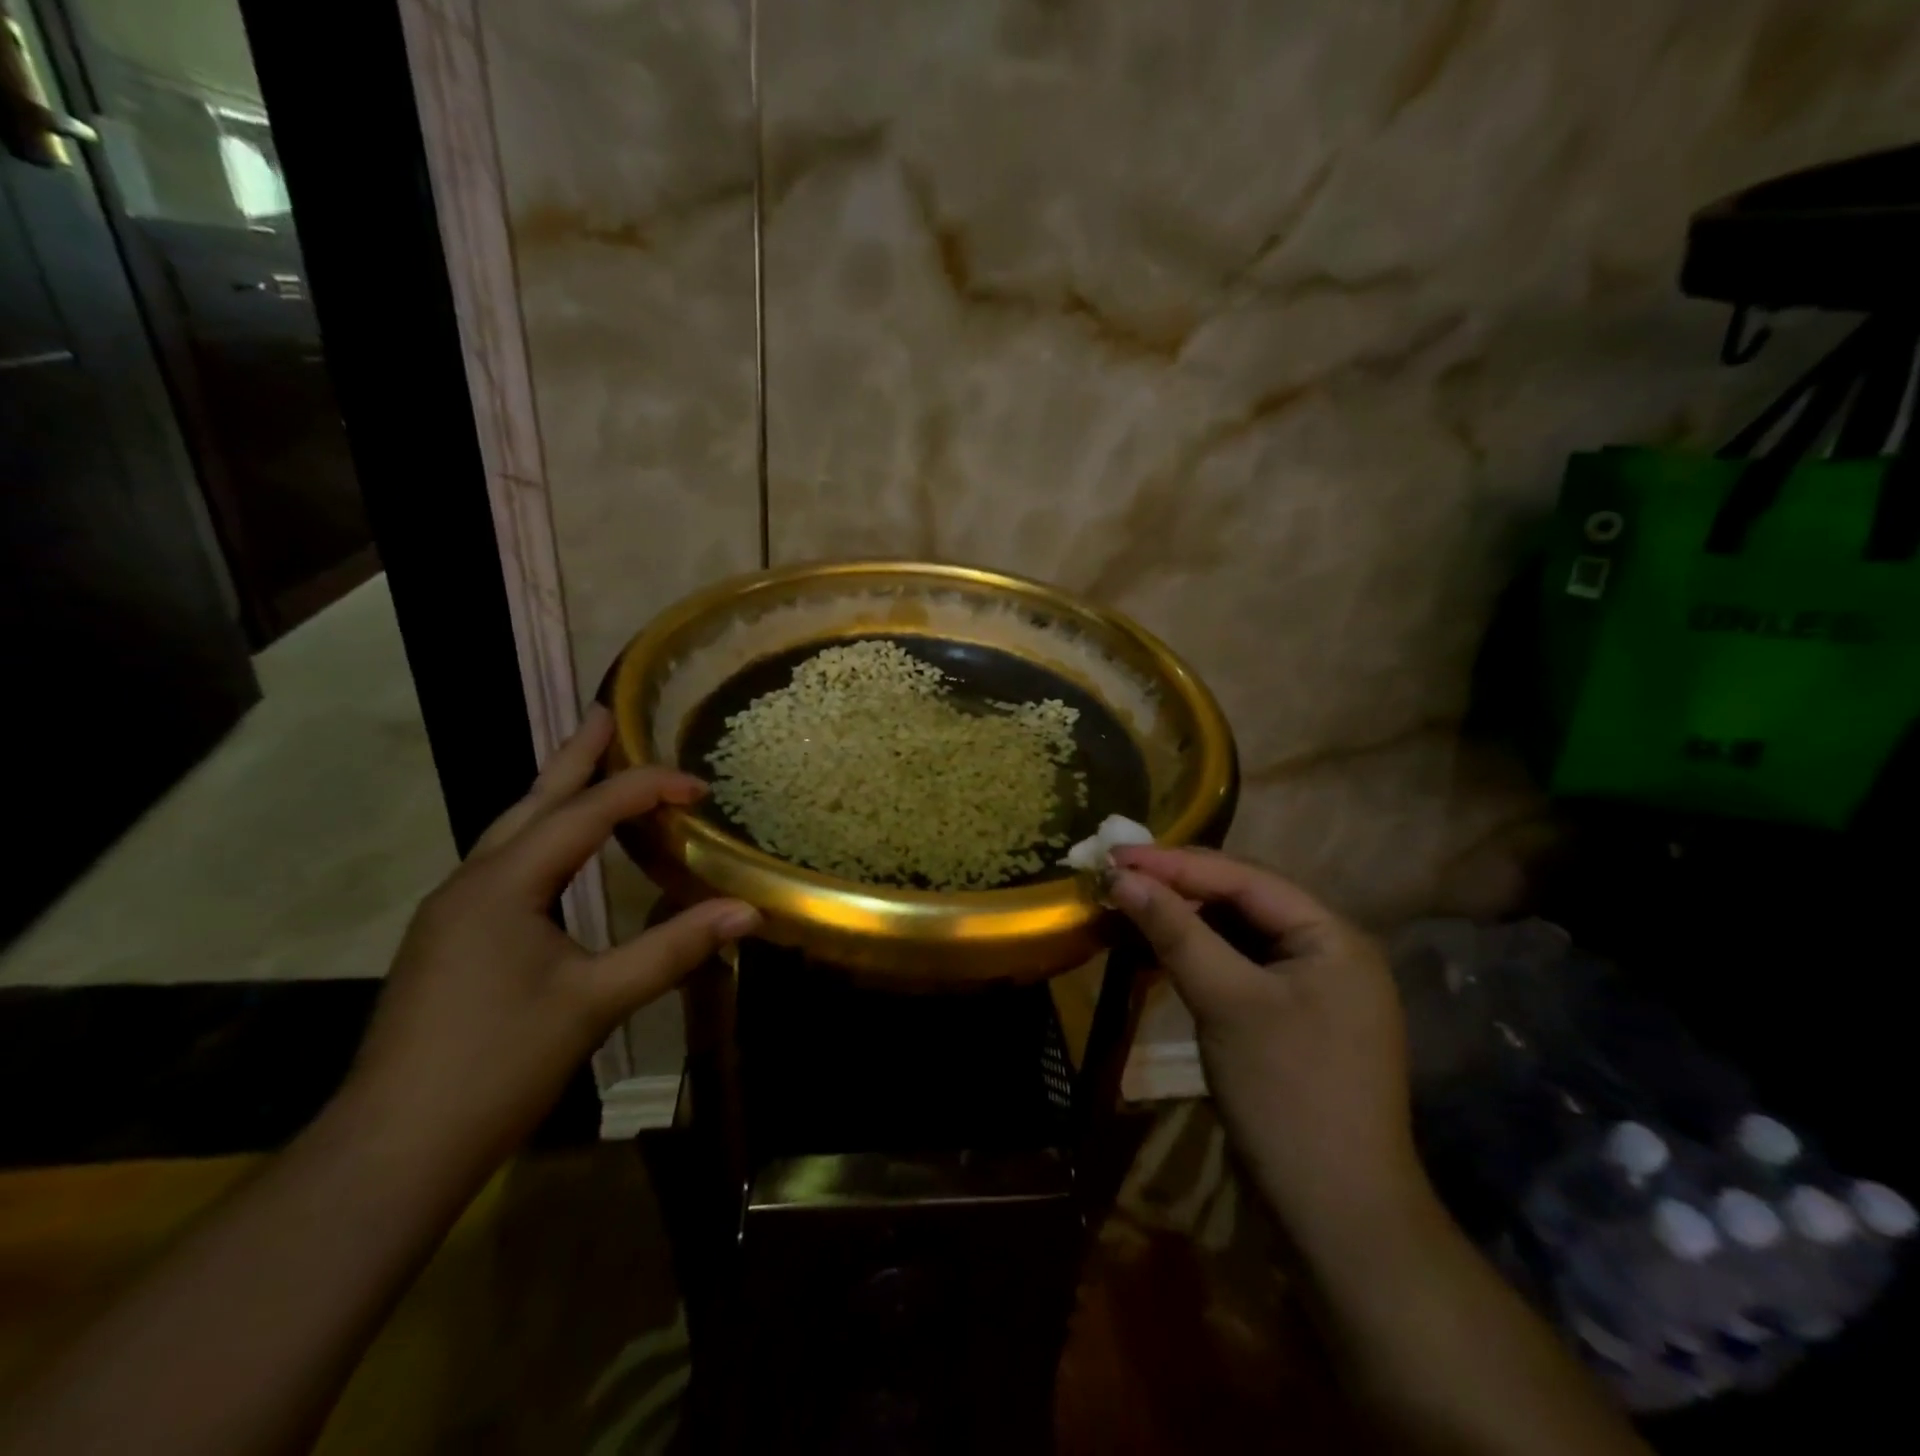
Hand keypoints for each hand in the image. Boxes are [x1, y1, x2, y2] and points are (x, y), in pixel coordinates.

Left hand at [344, 706, 759, 1172]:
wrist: (392, 1148)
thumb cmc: (497, 1064)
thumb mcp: (595, 1001)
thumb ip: (673, 948)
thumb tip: (749, 911)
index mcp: (504, 883)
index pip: (586, 813)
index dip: (645, 790)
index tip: (698, 786)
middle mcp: (472, 882)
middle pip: (532, 801)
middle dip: (573, 757)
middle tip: (603, 713)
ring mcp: (453, 911)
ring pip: (512, 832)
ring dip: (554, 795)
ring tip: (587, 767)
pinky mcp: (451, 939)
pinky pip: (505, 864)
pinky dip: (542, 838)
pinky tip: (559, 853)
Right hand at [1108, 847, 1421, 1246]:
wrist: (1338, 1216)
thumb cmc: (1287, 1095)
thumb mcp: (1227, 1003)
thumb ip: (1176, 932)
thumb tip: (1121, 876)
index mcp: (1332, 935)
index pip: (1245, 878)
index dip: (1176, 863)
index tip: (1114, 854)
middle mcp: (1328, 949)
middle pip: (1243, 899)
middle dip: (1179, 886)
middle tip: (1116, 875)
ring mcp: (1311, 986)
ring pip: (1238, 932)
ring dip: (1185, 919)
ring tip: (1130, 904)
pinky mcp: (1290, 1016)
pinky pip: (1239, 966)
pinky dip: (1198, 954)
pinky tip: (1161, 949)